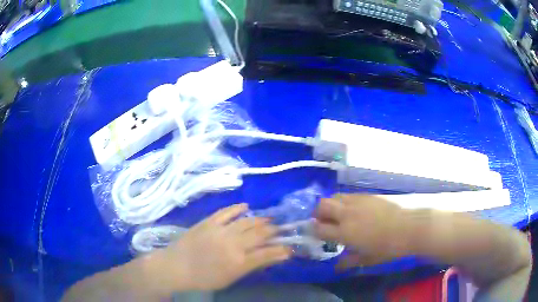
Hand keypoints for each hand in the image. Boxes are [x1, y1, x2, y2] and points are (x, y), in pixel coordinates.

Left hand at [152, 204, 290, 291]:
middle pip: (260, 234)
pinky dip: (237, 208)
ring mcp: (220, 230)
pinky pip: (226, 212)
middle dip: (274, 231)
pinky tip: (246, 206)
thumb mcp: (230, 278)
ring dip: (260, 219)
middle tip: (281, 229)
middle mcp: (233, 244)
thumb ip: (249, 267)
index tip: (290, 248)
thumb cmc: (203, 278)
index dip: (281, 250)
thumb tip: (267, 258)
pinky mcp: (209, 222)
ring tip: (269, 218)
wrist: (176, 266)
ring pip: (246, 221)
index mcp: (239, 262)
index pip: (267, 254)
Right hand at [314, 194, 408, 267]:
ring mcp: (357, 202)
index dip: (314, 230)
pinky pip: (349, 195)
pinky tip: (353, 210)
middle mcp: (347, 214)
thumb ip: (349, 262)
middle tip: (323, 221)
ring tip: (337, 214)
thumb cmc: (387, 247)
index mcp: (344, 232)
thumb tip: (337, 267)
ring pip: (334, 196)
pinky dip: (344, 201)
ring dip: (330, 204)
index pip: (319, 228)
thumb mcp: (367, 259)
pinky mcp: (367, 195)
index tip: (316, 233)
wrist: (409, 227)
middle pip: (322, 205)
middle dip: (318, 213)